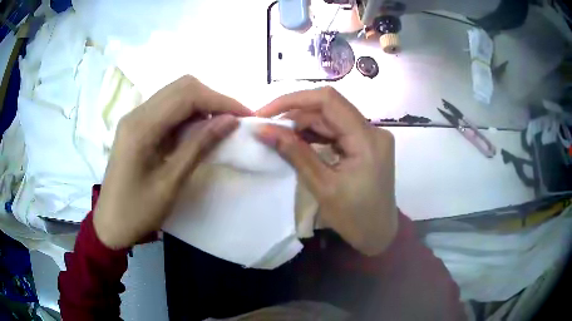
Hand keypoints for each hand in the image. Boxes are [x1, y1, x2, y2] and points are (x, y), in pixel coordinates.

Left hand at [93, 76, 251, 248]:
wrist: (110, 223)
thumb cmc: (137, 211)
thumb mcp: (170, 183)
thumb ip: (198, 146)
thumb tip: (230, 121)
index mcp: (141, 127)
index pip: (187, 96)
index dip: (220, 101)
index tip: (245, 115)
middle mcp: (137, 113)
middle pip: (182, 86)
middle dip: (213, 99)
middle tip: (233, 121)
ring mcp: (136, 117)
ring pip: (176, 94)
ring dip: (202, 105)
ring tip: (220, 126)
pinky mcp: (137, 125)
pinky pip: (168, 108)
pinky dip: (189, 114)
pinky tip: (198, 131)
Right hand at [256, 87, 396, 255]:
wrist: (379, 234)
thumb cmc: (354, 218)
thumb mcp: (322, 187)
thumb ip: (294, 153)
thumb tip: (263, 130)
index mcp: (367, 139)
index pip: (328, 100)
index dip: (293, 100)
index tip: (266, 112)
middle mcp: (373, 131)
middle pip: (329, 109)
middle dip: (295, 114)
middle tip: (267, 128)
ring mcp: (371, 137)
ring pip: (332, 119)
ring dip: (303, 124)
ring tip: (277, 134)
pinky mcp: (366, 145)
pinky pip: (337, 131)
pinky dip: (316, 134)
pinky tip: (296, 140)